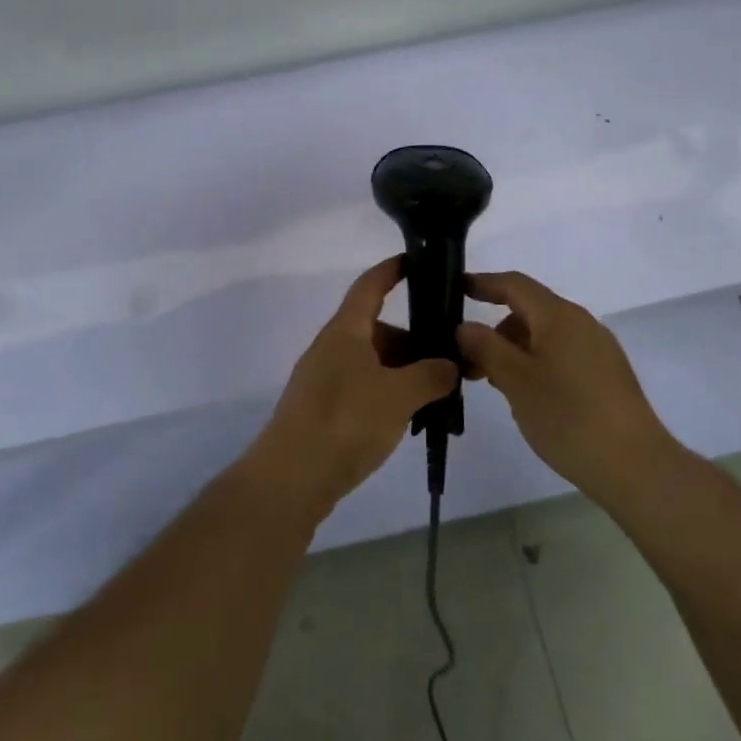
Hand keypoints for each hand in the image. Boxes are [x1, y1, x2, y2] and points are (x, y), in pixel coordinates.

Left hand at [239, 257, 457, 524]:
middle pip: (377, 329)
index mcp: (346, 331)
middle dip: (413, 340)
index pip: (370, 286)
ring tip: (436, 395)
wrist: (291, 479)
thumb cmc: (346, 421)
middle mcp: (332, 348)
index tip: (416, 261)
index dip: (392, 270)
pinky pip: (363, 388)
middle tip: (449, 358)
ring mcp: (324, 379)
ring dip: (403, 372)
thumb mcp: (399, 396)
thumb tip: (449, 366)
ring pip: (372, 362)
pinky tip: (408, 417)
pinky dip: (388, 394)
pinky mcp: (323, 410)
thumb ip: (431, 375)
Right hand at [458, 270, 680, 505]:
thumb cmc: (568, 416)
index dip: (484, 283)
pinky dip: (537, 364)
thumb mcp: (515, 380)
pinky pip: (562, 355)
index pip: (515, 284)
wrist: (635, 465)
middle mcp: (581, 323)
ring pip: (546, 336)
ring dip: (515, 351)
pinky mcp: (607, 375)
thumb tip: (465, 326)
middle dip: (496, 330)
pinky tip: (529, 397)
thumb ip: (486, 347)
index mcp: (559, 316)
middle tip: (469, 361)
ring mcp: (598, 349)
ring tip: (496, 385)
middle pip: (530, 311)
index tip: (456, 289)